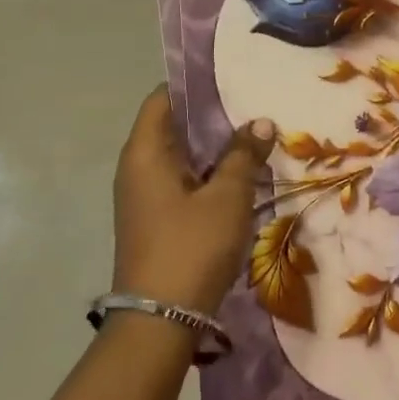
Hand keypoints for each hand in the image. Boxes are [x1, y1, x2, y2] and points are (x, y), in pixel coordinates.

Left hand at [112, 89, 275, 318]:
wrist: (160, 320)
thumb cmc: (191, 246)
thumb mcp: (227, 196)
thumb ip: (243, 155)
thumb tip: (261, 122)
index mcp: (145, 153)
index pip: (163, 99)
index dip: (194, 86)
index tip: (230, 78)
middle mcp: (137, 168)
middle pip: (173, 127)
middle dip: (212, 117)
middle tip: (254, 105)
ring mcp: (145, 196)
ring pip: (182, 158)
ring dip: (214, 149)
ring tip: (255, 136)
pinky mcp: (156, 220)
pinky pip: (183, 183)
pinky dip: (209, 174)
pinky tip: (242, 176)